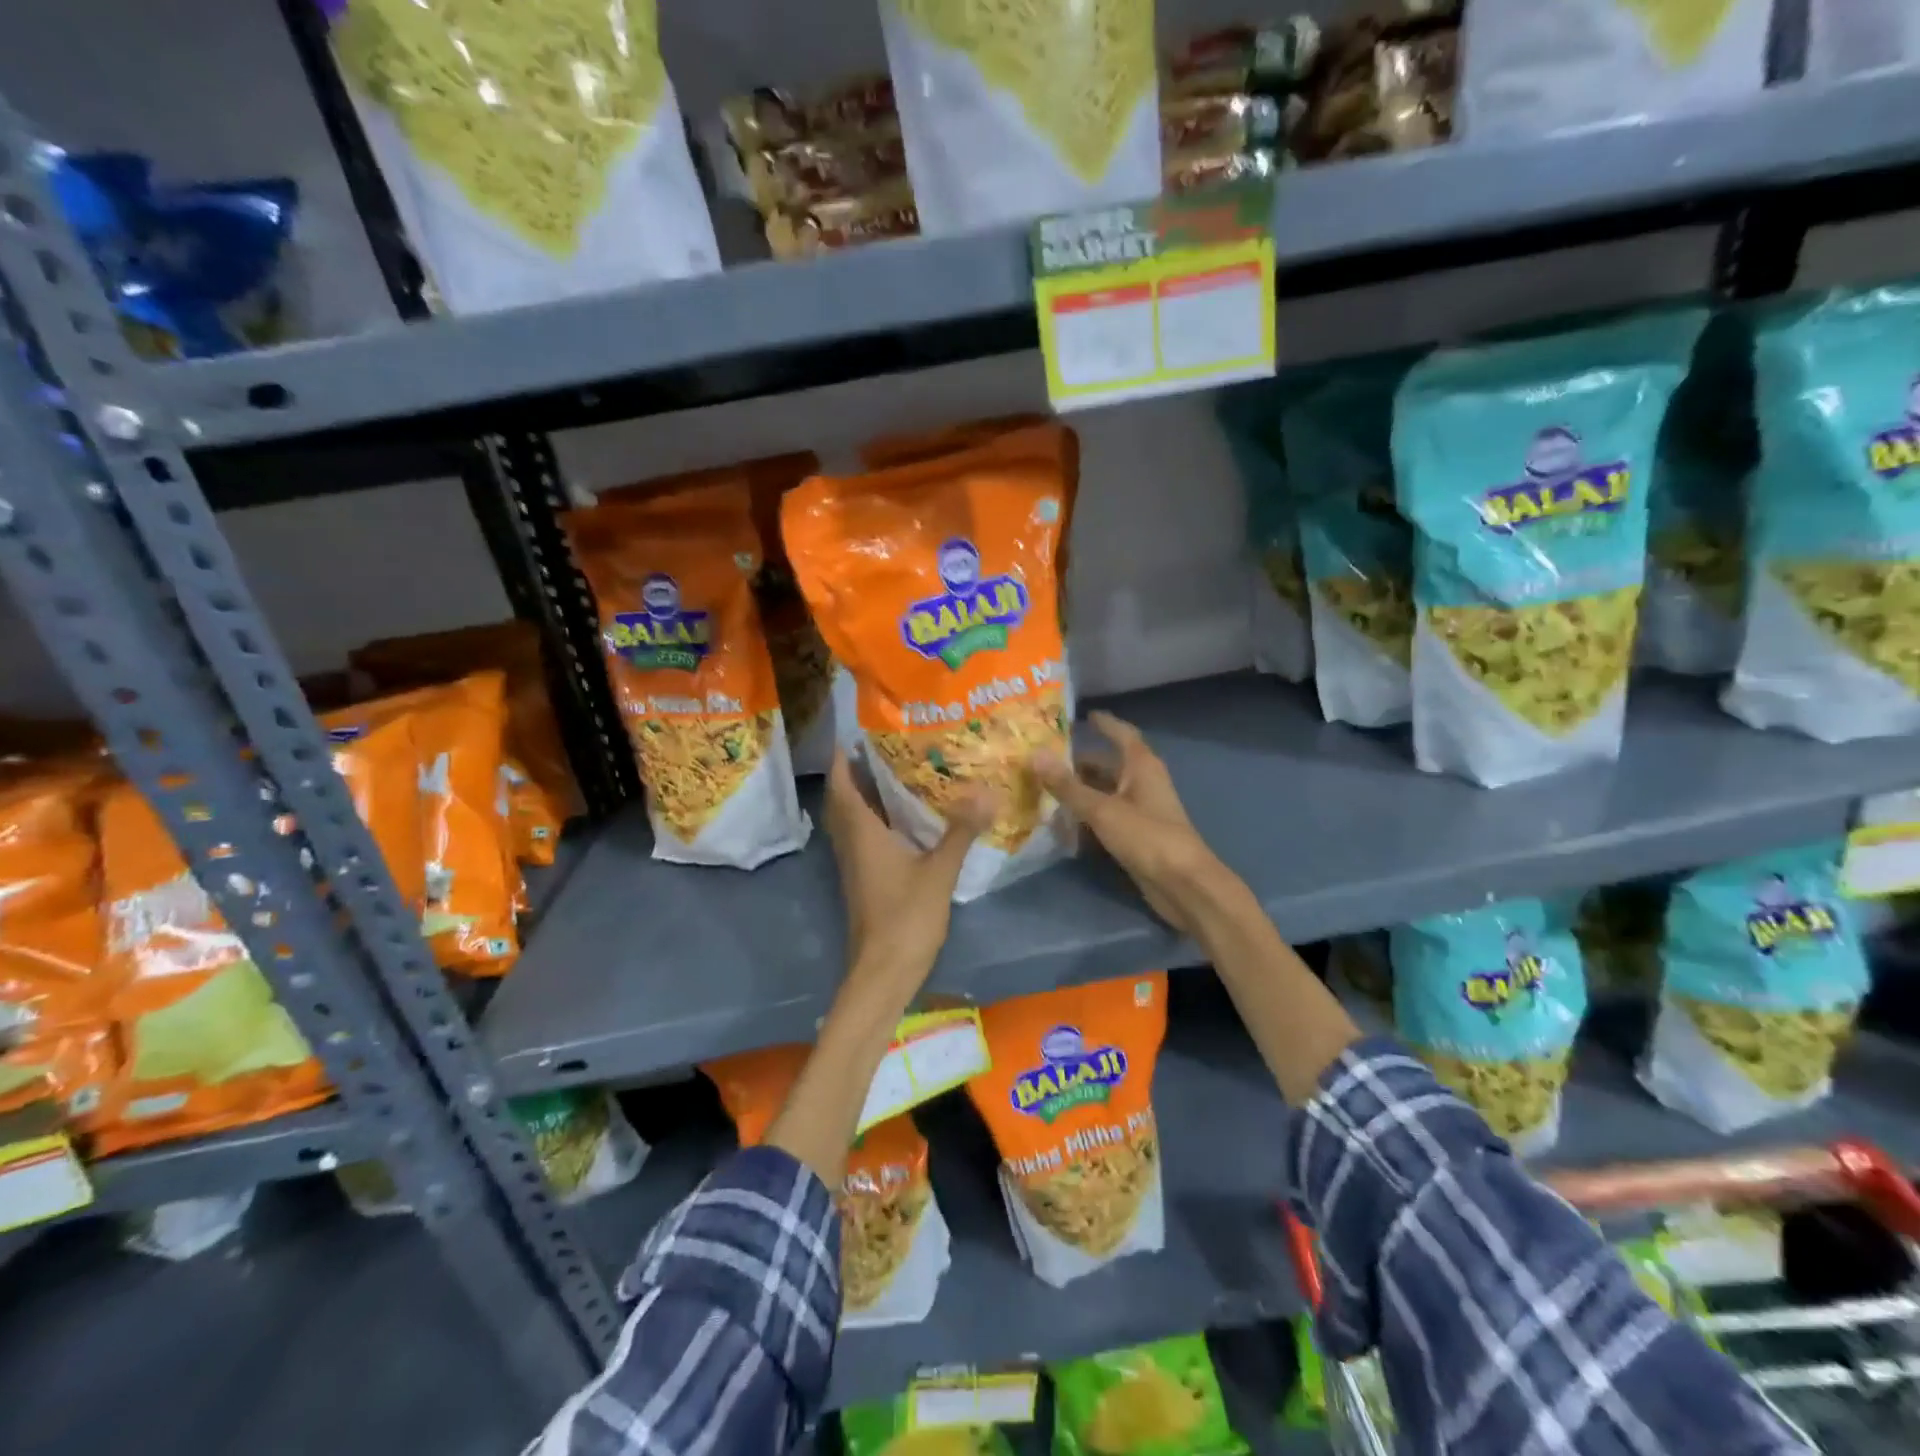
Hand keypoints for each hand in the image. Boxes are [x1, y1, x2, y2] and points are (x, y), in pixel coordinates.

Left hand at [825, 751, 990, 988]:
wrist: (883, 972)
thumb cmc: (905, 918)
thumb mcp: (939, 871)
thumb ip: (960, 831)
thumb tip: (986, 792)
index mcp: (862, 835)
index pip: (841, 787)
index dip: (842, 760)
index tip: (853, 735)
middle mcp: (852, 845)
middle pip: (842, 802)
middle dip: (852, 774)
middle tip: (878, 750)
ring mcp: (856, 866)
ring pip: (851, 822)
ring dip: (861, 797)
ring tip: (891, 775)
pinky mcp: (865, 882)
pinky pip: (862, 840)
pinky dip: (873, 822)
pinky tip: (902, 821)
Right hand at [1033, 712, 1227, 935]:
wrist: (1182, 884)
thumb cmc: (1146, 836)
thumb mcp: (1102, 809)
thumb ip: (1067, 785)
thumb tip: (1035, 755)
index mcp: (1141, 766)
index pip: (1121, 734)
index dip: (1104, 723)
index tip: (1082, 715)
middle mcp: (1142, 782)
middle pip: (1109, 764)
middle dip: (1080, 761)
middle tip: (1045, 758)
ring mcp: (1141, 810)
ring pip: (1106, 791)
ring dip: (1081, 789)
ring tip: (1045, 787)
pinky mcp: (1137, 834)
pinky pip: (1107, 816)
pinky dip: (1087, 814)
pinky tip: (1063, 821)